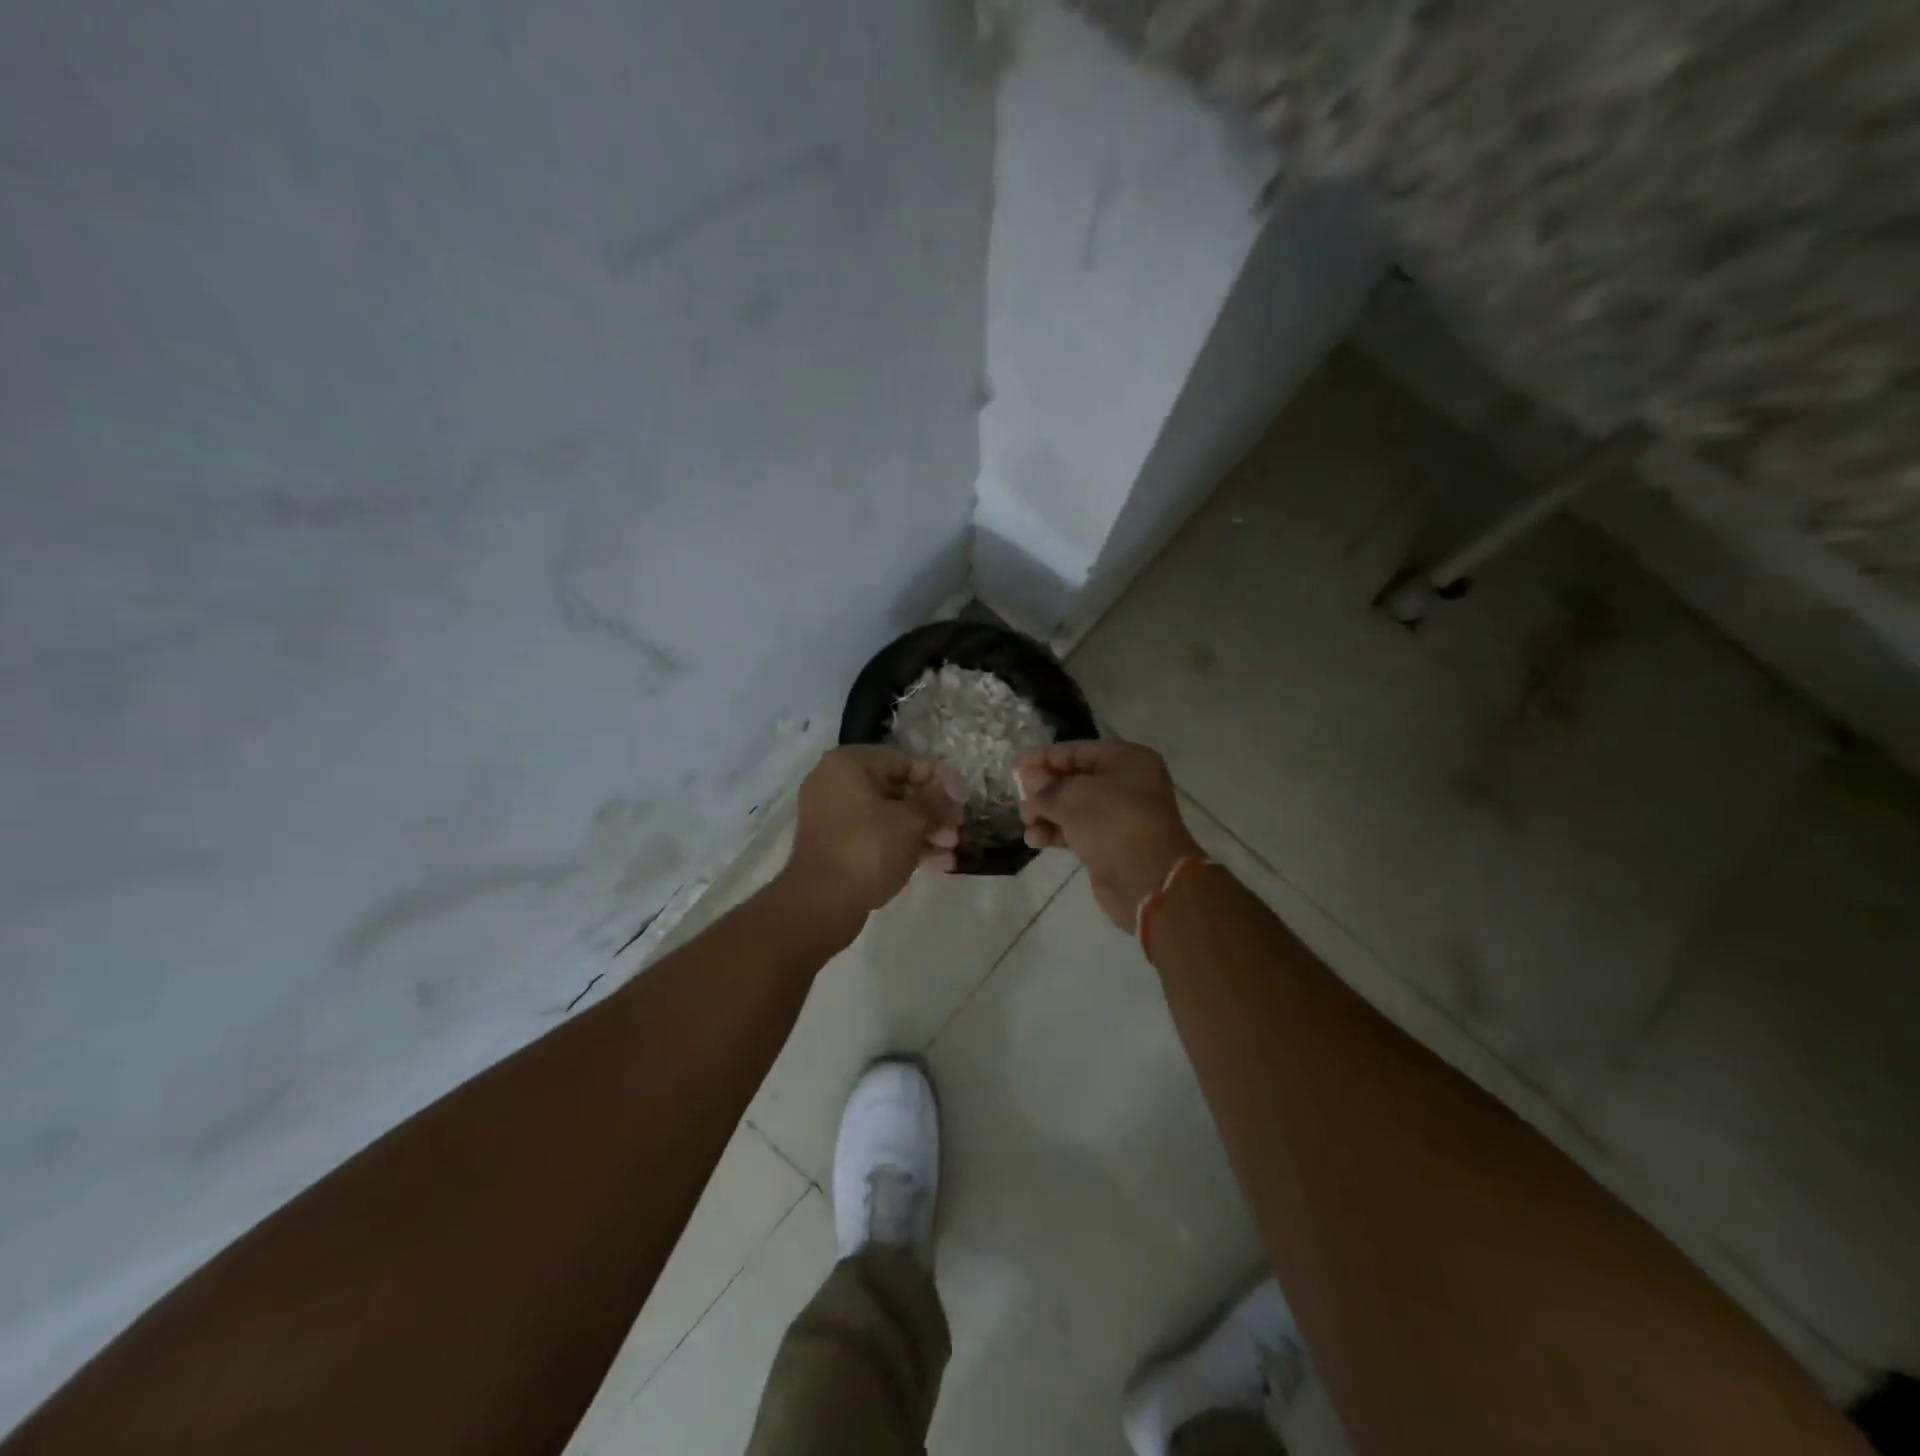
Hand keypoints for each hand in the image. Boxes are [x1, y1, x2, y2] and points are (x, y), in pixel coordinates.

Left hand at [777, 746, 964, 935]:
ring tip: (952, 848)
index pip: (904, 761)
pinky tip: (937, 863)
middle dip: (932, 810)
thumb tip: (952, 785)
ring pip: (888, 815)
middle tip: (958, 828)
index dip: (938, 780)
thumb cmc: (868, 849)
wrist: (821, 903)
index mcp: (849, 765)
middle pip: (897, 790)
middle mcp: (836, 783)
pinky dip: (903, 845)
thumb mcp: (911, 821)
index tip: (962, 800)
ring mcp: (833, 816)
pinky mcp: (836, 845)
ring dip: (923, 830)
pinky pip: (875, 835)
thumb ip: (936, 799)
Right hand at [1017, 739, 1202, 929]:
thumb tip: (1030, 778)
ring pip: (1075, 807)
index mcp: (1127, 760)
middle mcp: (1127, 783)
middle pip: (1076, 779)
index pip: (1078, 751)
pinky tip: (1035, 840)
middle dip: (1045, 789)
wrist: (1148, 879)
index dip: (1045, 758)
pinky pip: (1079, 831)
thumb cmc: (1113, 823)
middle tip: (1020, 799)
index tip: (1016, 767)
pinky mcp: (1112, 844)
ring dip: (1047, 813)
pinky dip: (1057, 832)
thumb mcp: (1073, 797)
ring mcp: (1121, 816)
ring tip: (1025, 822)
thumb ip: (1047, 787)